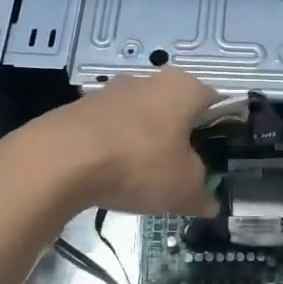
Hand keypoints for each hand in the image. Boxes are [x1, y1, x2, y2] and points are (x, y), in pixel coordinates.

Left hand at [24, 67, 220, 216]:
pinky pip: (111, 129)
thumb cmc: (139, 164)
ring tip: (144, 180)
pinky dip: (116, 149)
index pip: (216, 102)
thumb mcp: (184, 188)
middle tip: (182, 173)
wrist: (61, 159)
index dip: (221, 131)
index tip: (219, 160)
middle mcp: (149, 80)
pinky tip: (111, 176)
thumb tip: (209, 203)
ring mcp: (112, 90)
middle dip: (181, 139)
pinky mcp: (81, 107)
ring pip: (142, 119)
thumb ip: (202, 194)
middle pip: (176, 110)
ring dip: (146, 144)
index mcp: (184, 87)